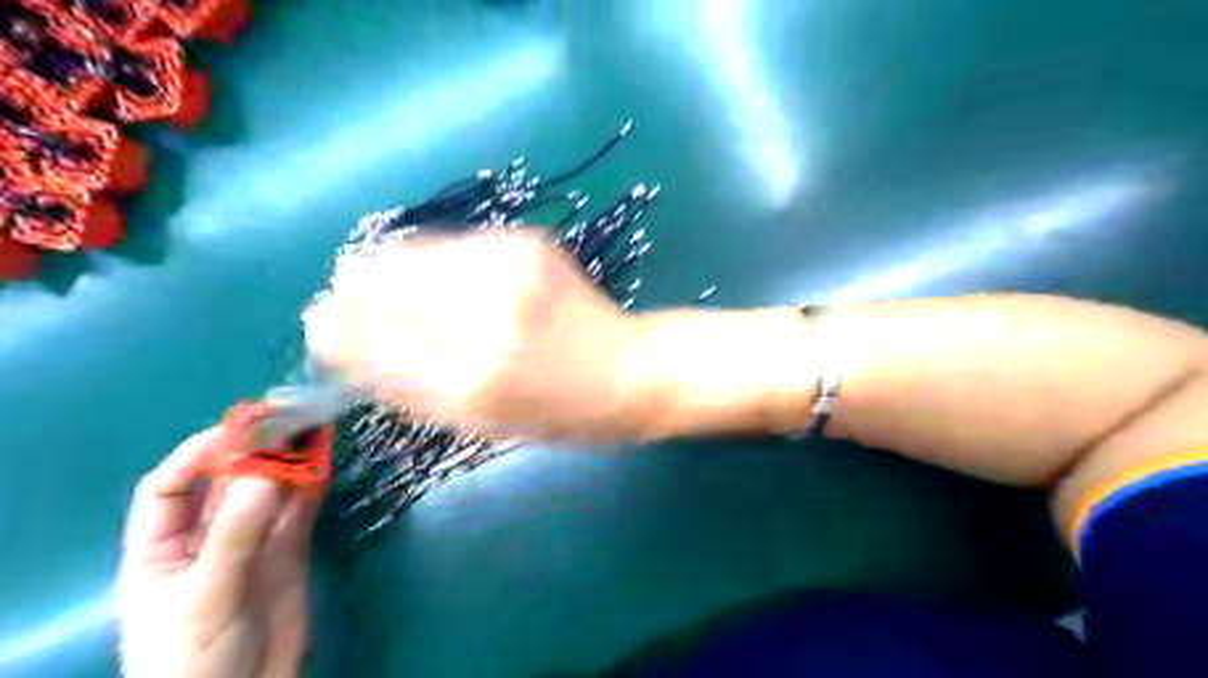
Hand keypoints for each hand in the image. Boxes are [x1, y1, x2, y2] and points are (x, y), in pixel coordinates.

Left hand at [114, 428, 313, 677]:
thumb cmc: (193, 660)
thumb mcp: (206, 596)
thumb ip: (235, 534)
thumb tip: (267, 472)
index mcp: (161, 550)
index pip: (168, 488)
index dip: (197, 454)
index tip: (237, 432)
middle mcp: (207, 539)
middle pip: (227, 483)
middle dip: (254, 449)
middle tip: (287, 415)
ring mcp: (253, 545)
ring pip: (271, 492)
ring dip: (291, 461)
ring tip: (314, 427)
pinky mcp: (289, 554)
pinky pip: (299, 512)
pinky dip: (312, 486)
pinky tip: (323, 462)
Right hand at [303, 228, 657, 439]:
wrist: (627, 368)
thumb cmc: (557, 414)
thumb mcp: (479, 423)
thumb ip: (406, 386)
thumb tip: (340, 345)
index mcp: (472, 380)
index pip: (367, 341)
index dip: (334, 333)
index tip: (321, 333)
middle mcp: (485, 313)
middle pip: (376, 285)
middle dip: (349, 299)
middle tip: (343, 311)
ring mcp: (508, 267)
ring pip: (406, 254)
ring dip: (383, 274)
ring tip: (383, 292)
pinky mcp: (524, 241)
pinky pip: (448, 244)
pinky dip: (426, 262)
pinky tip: (433, 279)